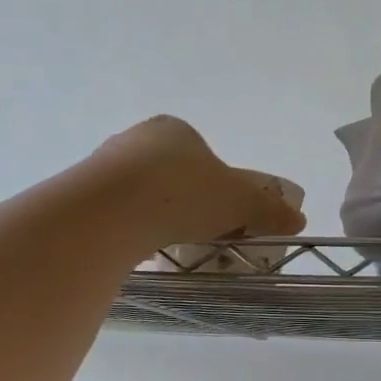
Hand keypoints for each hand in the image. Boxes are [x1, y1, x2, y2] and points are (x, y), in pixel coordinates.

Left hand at [94, 116, 305, 250]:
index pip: (203, 155)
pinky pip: (115, 213)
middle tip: (199, 234)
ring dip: (156, 216)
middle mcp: (137, 139)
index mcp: (175, 130)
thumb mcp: (240, 201)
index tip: (224, 215)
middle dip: (187, 202)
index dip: (218, 186)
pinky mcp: (82, 194)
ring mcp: (104, 165)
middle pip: (172, 174)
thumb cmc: (183, 192)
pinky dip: (129, 229)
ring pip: (141, 194)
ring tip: (167, 246)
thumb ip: (269, 209)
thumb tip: (299, 219)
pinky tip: (137, 250)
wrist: (110, 211)